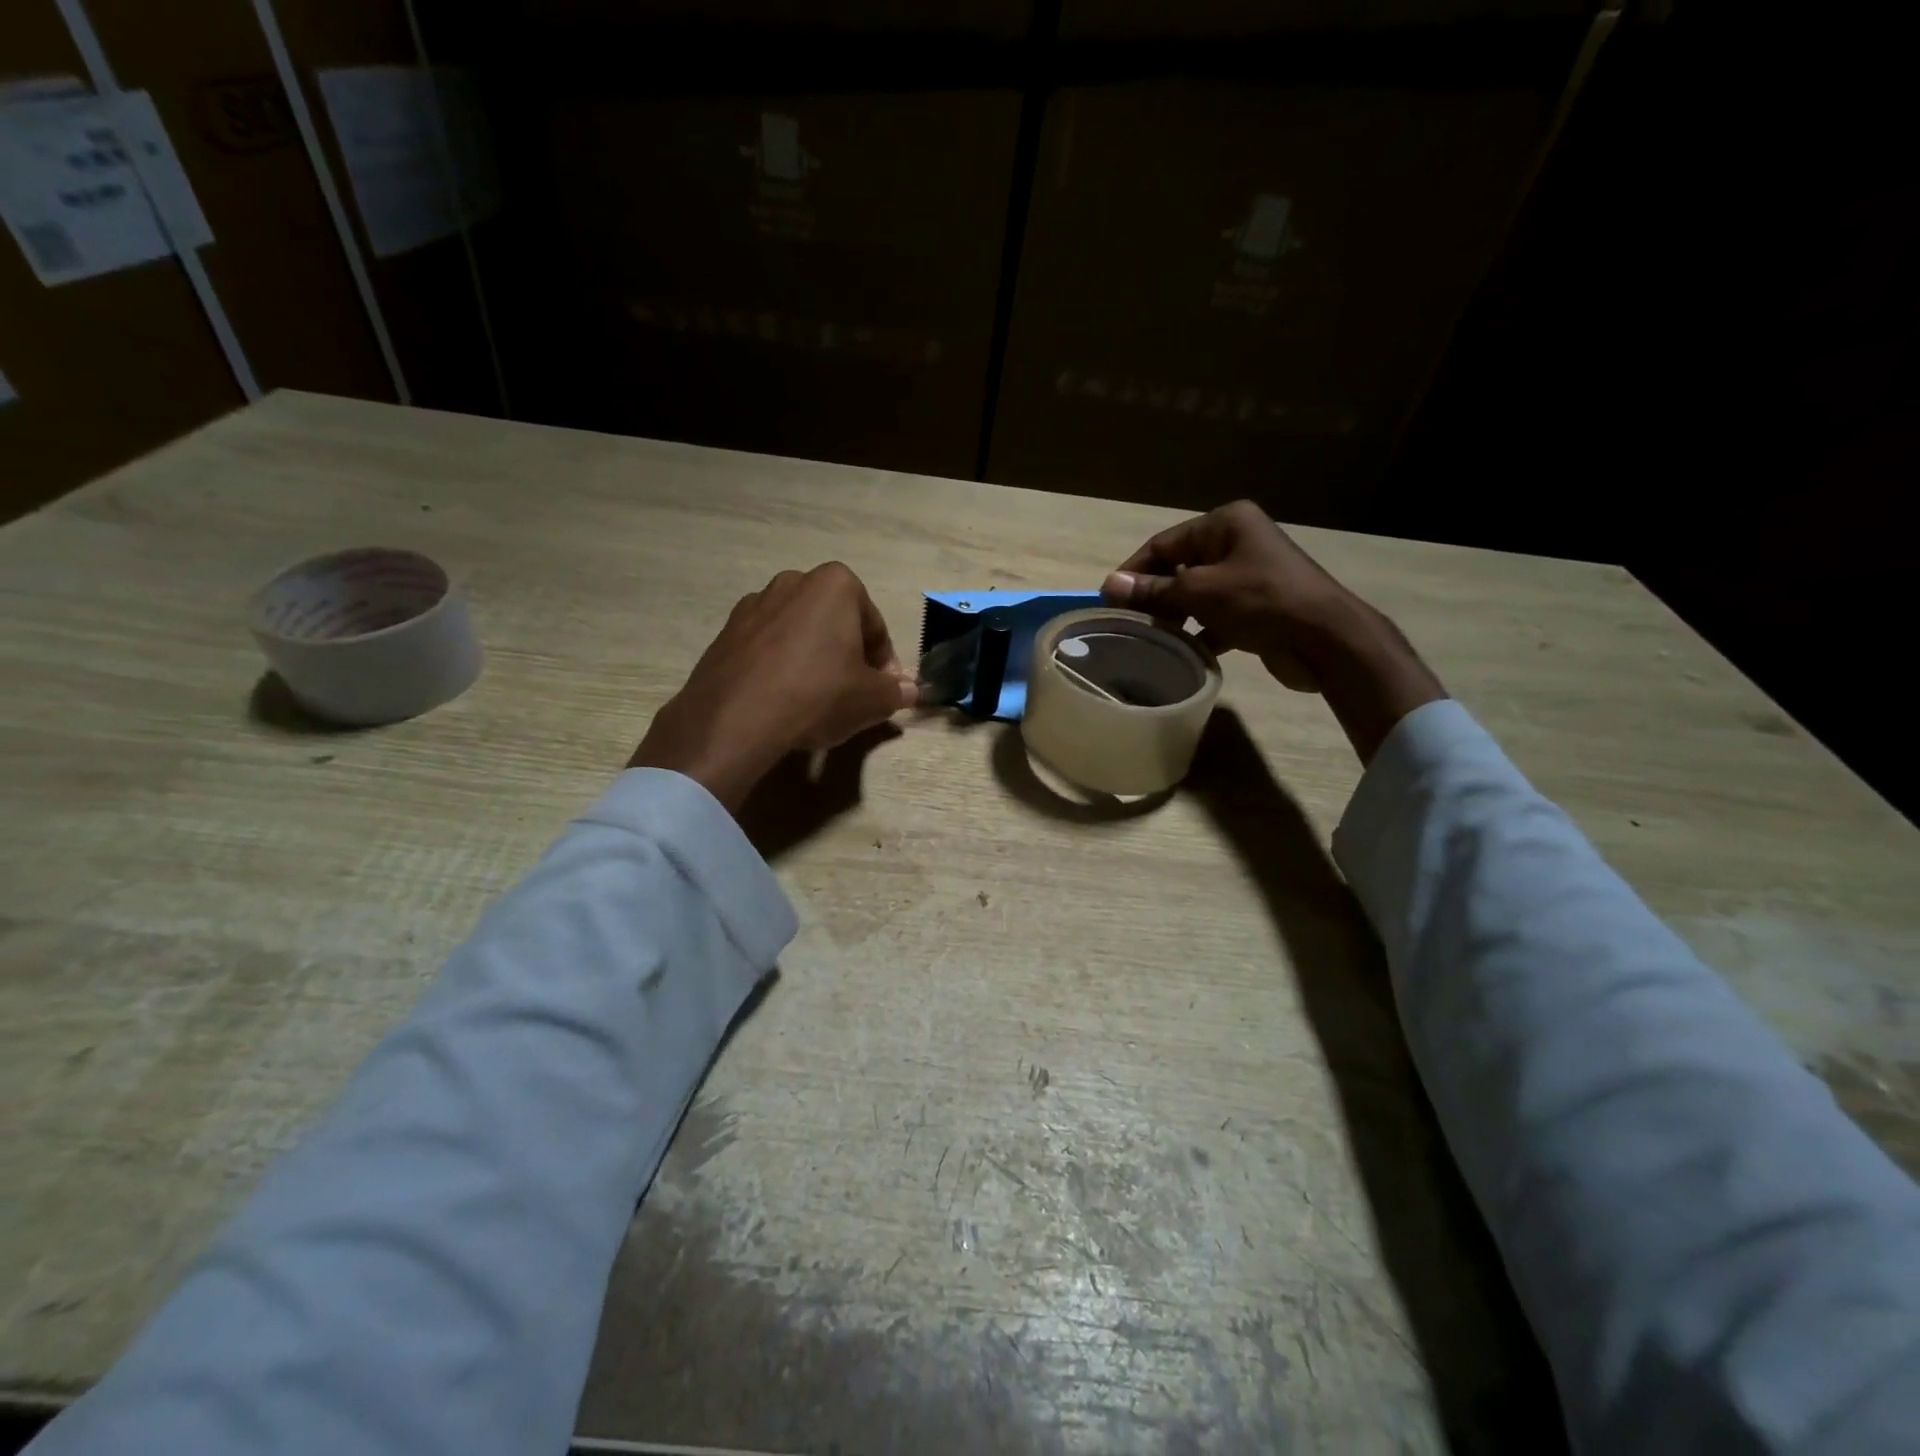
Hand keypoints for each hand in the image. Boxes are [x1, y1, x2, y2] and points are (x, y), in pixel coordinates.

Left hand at [630, 563, 916, 811]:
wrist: (737, 717)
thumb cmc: (819, 695)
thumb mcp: (872, 700)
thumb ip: (896, 692)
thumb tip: (910, 691)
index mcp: (836, 584)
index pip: (875, 626)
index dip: (885, 663)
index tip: (885, 692)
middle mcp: (793, 581)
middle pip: (835, 623)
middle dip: (847, 654)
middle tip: (853, 693)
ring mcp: (754, 604)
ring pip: (799, 633)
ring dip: (812, 658)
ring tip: (815, 699)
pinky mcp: (725, 631)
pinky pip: (767, 648)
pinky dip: (780, 667)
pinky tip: (782, 699)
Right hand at [1102, 500, 1355, 690]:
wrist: (1325, 639)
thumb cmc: (1260, 601)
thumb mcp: (1200, 592)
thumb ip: (1153, 590)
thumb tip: (1108, 585)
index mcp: (1225, 524)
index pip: (1164, 543)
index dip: (1134, 570)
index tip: (1110, 600)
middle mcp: (1237, 543)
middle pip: (1179, 567)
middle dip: (1154, 595)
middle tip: (1128, 623)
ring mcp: (1249, 576)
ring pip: (1196, 594)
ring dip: (1174, 616)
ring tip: (1150, 640)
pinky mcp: (1256, 608)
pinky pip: (1215, 616)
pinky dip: (1199, 632)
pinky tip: (1182, 652)